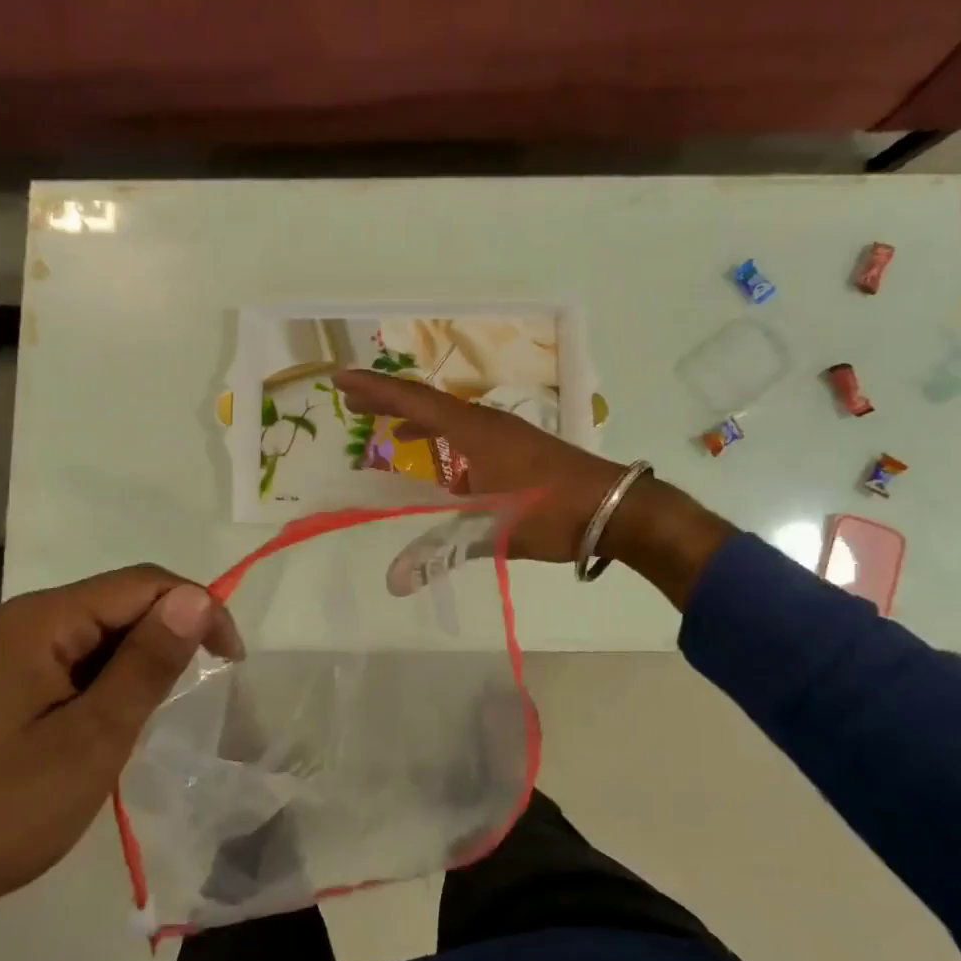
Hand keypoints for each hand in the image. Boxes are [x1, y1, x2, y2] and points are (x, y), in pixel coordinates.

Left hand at [0, 566, 241, 934]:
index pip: (142, 584)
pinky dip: (100, 683)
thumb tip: (197, 598)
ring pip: (93, 634)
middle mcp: (17, 620)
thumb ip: (147, 665)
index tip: (230, 661)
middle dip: (165, 638)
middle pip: (116, 603)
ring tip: (142, 721)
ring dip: (132, 664)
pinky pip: (65, 660)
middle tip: (187, 700)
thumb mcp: (89, 741)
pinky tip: (99, 726)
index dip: (197, 609)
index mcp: (39, 620)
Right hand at [334, 368, 631, 561]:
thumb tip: (394, 580)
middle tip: (353, 402)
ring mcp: (507, 434)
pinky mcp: (520, 450)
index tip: (342, 381)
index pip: (415, 401)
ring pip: (451, 420)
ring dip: (419, 421)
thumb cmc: (551, 511)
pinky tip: (445, 473)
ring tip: (390, 431)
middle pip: (429, 403)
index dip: (376, 390)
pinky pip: (470, 437)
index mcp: (475, 431)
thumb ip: (440, 550)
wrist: (618, 509)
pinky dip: (446, 443)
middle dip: (389, 401)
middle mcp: (488, 423)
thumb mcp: (492, 530)